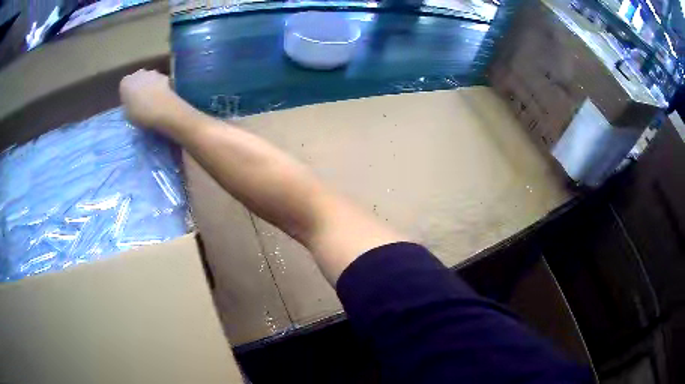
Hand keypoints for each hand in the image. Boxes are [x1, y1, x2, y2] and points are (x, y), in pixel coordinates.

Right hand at [119, 69, 182, 129]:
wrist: (163, 109)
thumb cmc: (140, 114)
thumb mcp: (127, 114)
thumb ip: (127, 105)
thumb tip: (131, 104)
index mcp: (125, 82)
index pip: (124, 87)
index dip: (127, 96)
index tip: (130, 104)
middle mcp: (138, 73)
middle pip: (136, 80)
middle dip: (138, 88)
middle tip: (141, 102)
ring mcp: (152, 72)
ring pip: (148, 79)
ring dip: (149, 86)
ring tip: (152, 100)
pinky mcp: (164, 76)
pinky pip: (159, 82)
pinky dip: (159, 87)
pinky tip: (161, 98)